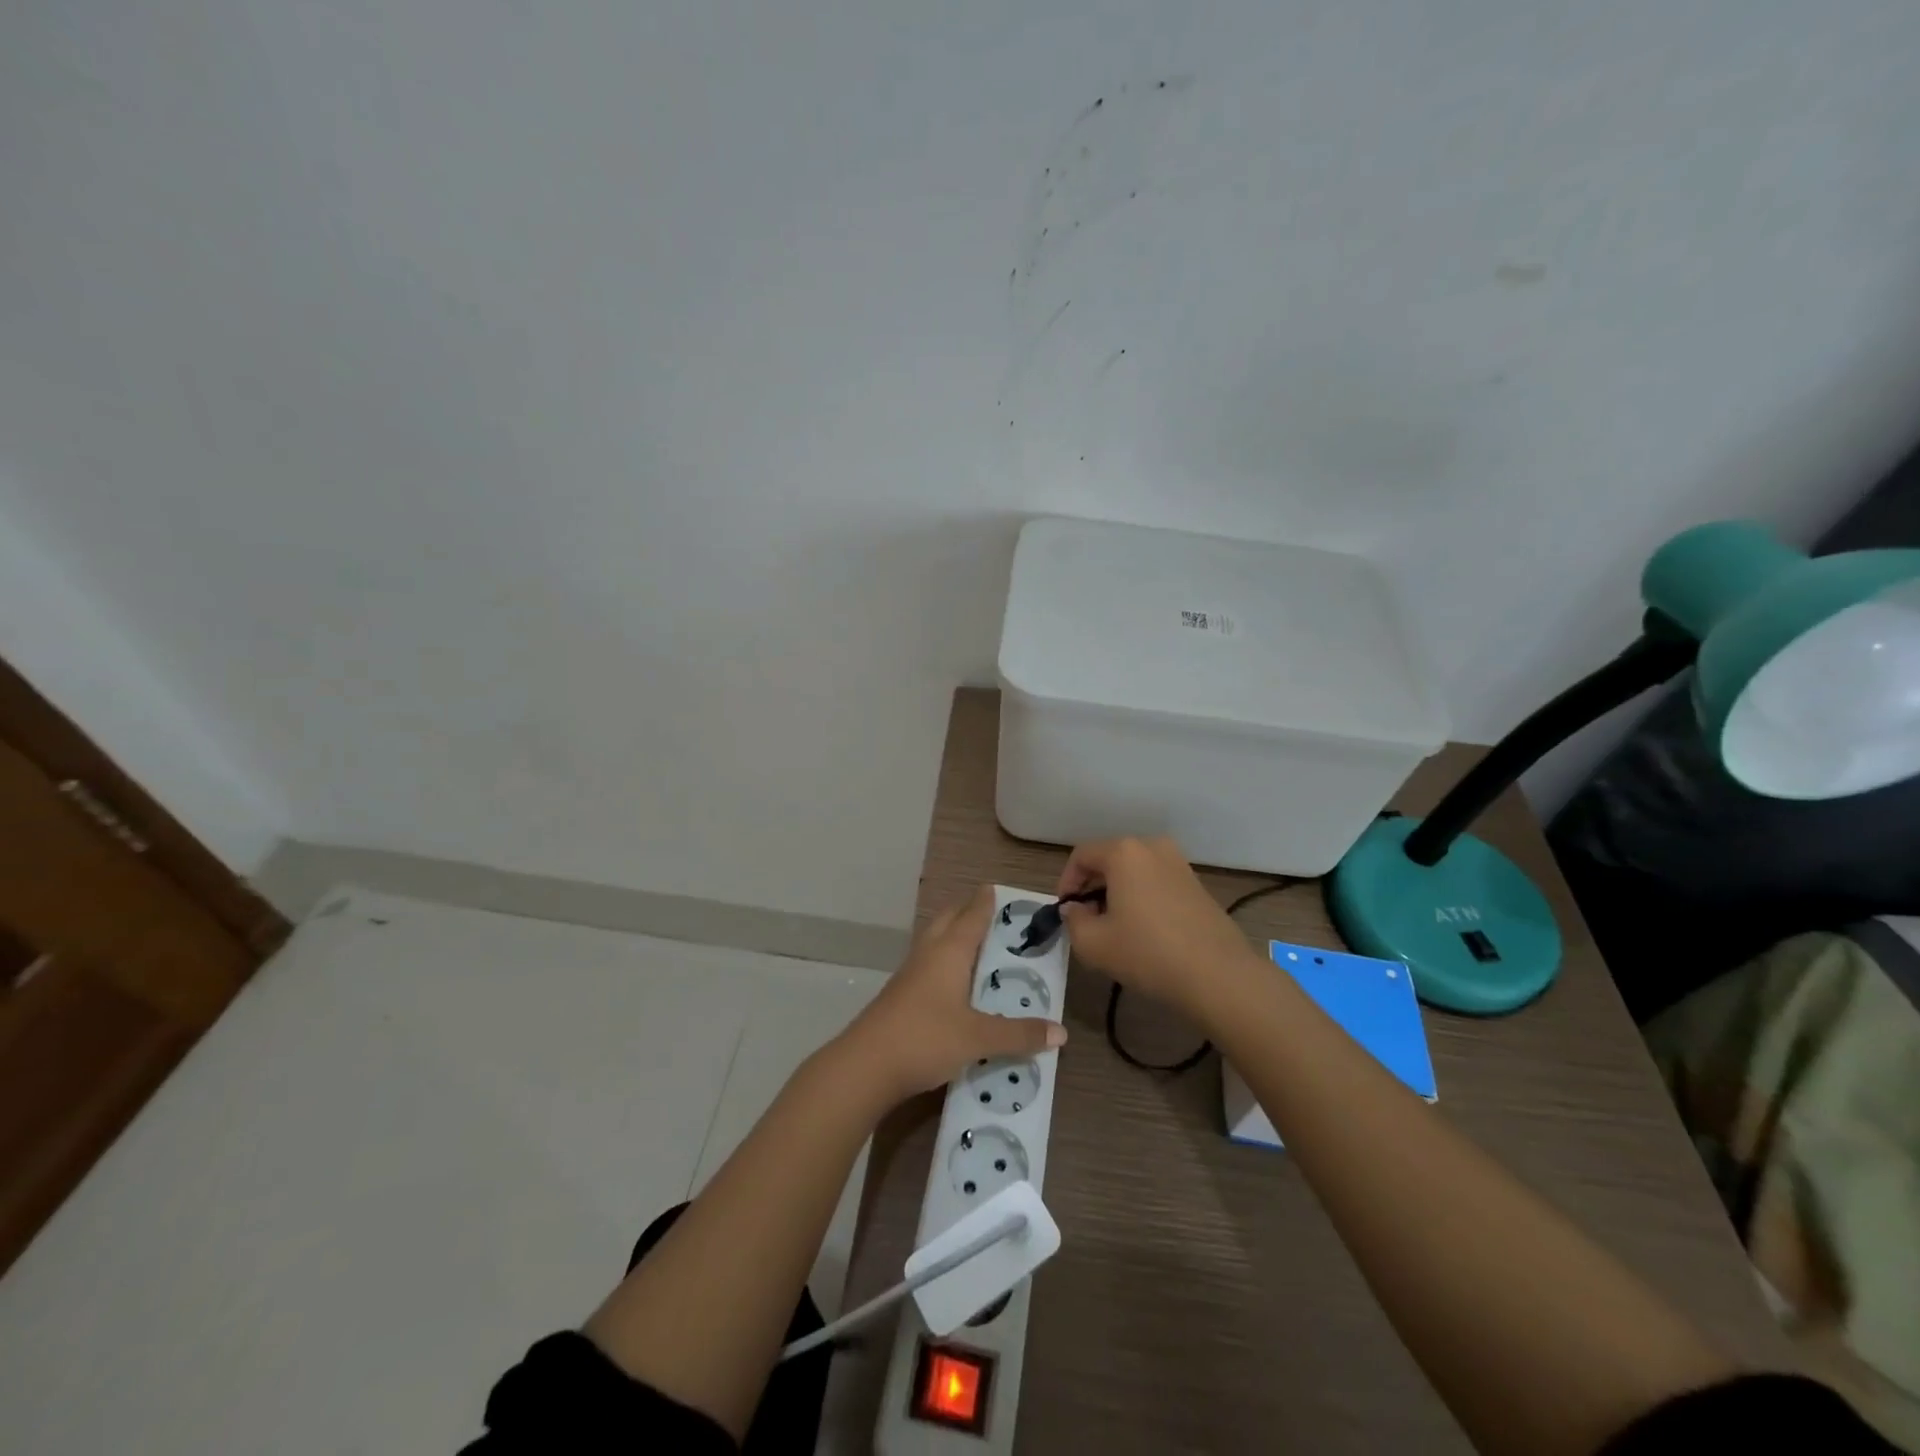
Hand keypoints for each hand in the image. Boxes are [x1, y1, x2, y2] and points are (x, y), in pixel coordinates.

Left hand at [837, 885, 1066, 1104]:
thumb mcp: (978, 1038)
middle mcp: (928, 954)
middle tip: (993, 916)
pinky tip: (956, 984)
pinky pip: (928, 966)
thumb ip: (1019, 1035)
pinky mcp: (900, 996)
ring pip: (935, 943)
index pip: (971, 916)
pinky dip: (945, 963)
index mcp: (949, 952)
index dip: (985, 902)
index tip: (997, 889)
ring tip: (980, 947)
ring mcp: (910, 974)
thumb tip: (1061, 1033)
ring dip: (954, 938)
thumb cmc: (925, 1038)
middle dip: (967, 913)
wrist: (865, 1066)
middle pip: (948, 921)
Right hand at [1056, 837, 1258, 1020]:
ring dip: (1117, 893)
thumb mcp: (1093, 943)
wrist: (1218, 975)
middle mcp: (1152, 847)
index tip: (1064, 912)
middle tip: (1086, 921)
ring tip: (1114, 929)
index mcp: (1124, 852)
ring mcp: (1179, 863)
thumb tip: (1074, 910)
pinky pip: (1156, 882)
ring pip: (1134, 872)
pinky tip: (1143, 931)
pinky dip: (1142, 898)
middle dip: (1091, 888)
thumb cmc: (1147, 953)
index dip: (1066, 883)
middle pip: (1109, 860)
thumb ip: (1072, 921)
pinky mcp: (1196, 884)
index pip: (1081, 856)